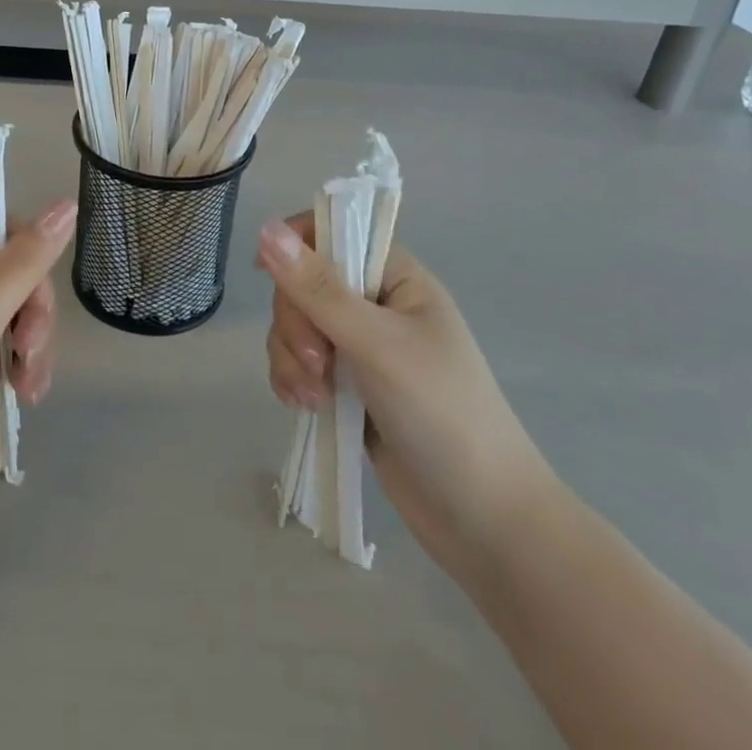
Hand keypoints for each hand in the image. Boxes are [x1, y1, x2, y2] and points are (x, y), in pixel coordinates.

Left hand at [0, 200, 76, 541]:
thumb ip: (25, 261)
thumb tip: (67, 203)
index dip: (28, 263)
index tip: (35, 308)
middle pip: (9, 275)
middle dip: (32, 315)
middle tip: (32, 354)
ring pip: (11, 313)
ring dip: (31, 345)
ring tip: (31, 387)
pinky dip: (18, 365)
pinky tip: (26, 393)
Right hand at [258, 215, 555, 573]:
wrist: (484, 521)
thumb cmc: (442, 414)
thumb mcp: (377, 345)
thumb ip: (319, 289)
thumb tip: (266, 229)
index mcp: (396, 277)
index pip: (334, 234)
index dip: (296, 246)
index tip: (268, 273)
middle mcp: (376, 304)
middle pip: (304, 284)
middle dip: (297, 324)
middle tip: (319, 365)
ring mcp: (360, 347)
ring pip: (296, 326)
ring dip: (292, 357)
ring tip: (312, 398)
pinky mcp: (347, 386)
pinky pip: (299, 363)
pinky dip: (293, 380)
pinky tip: (305, 407)